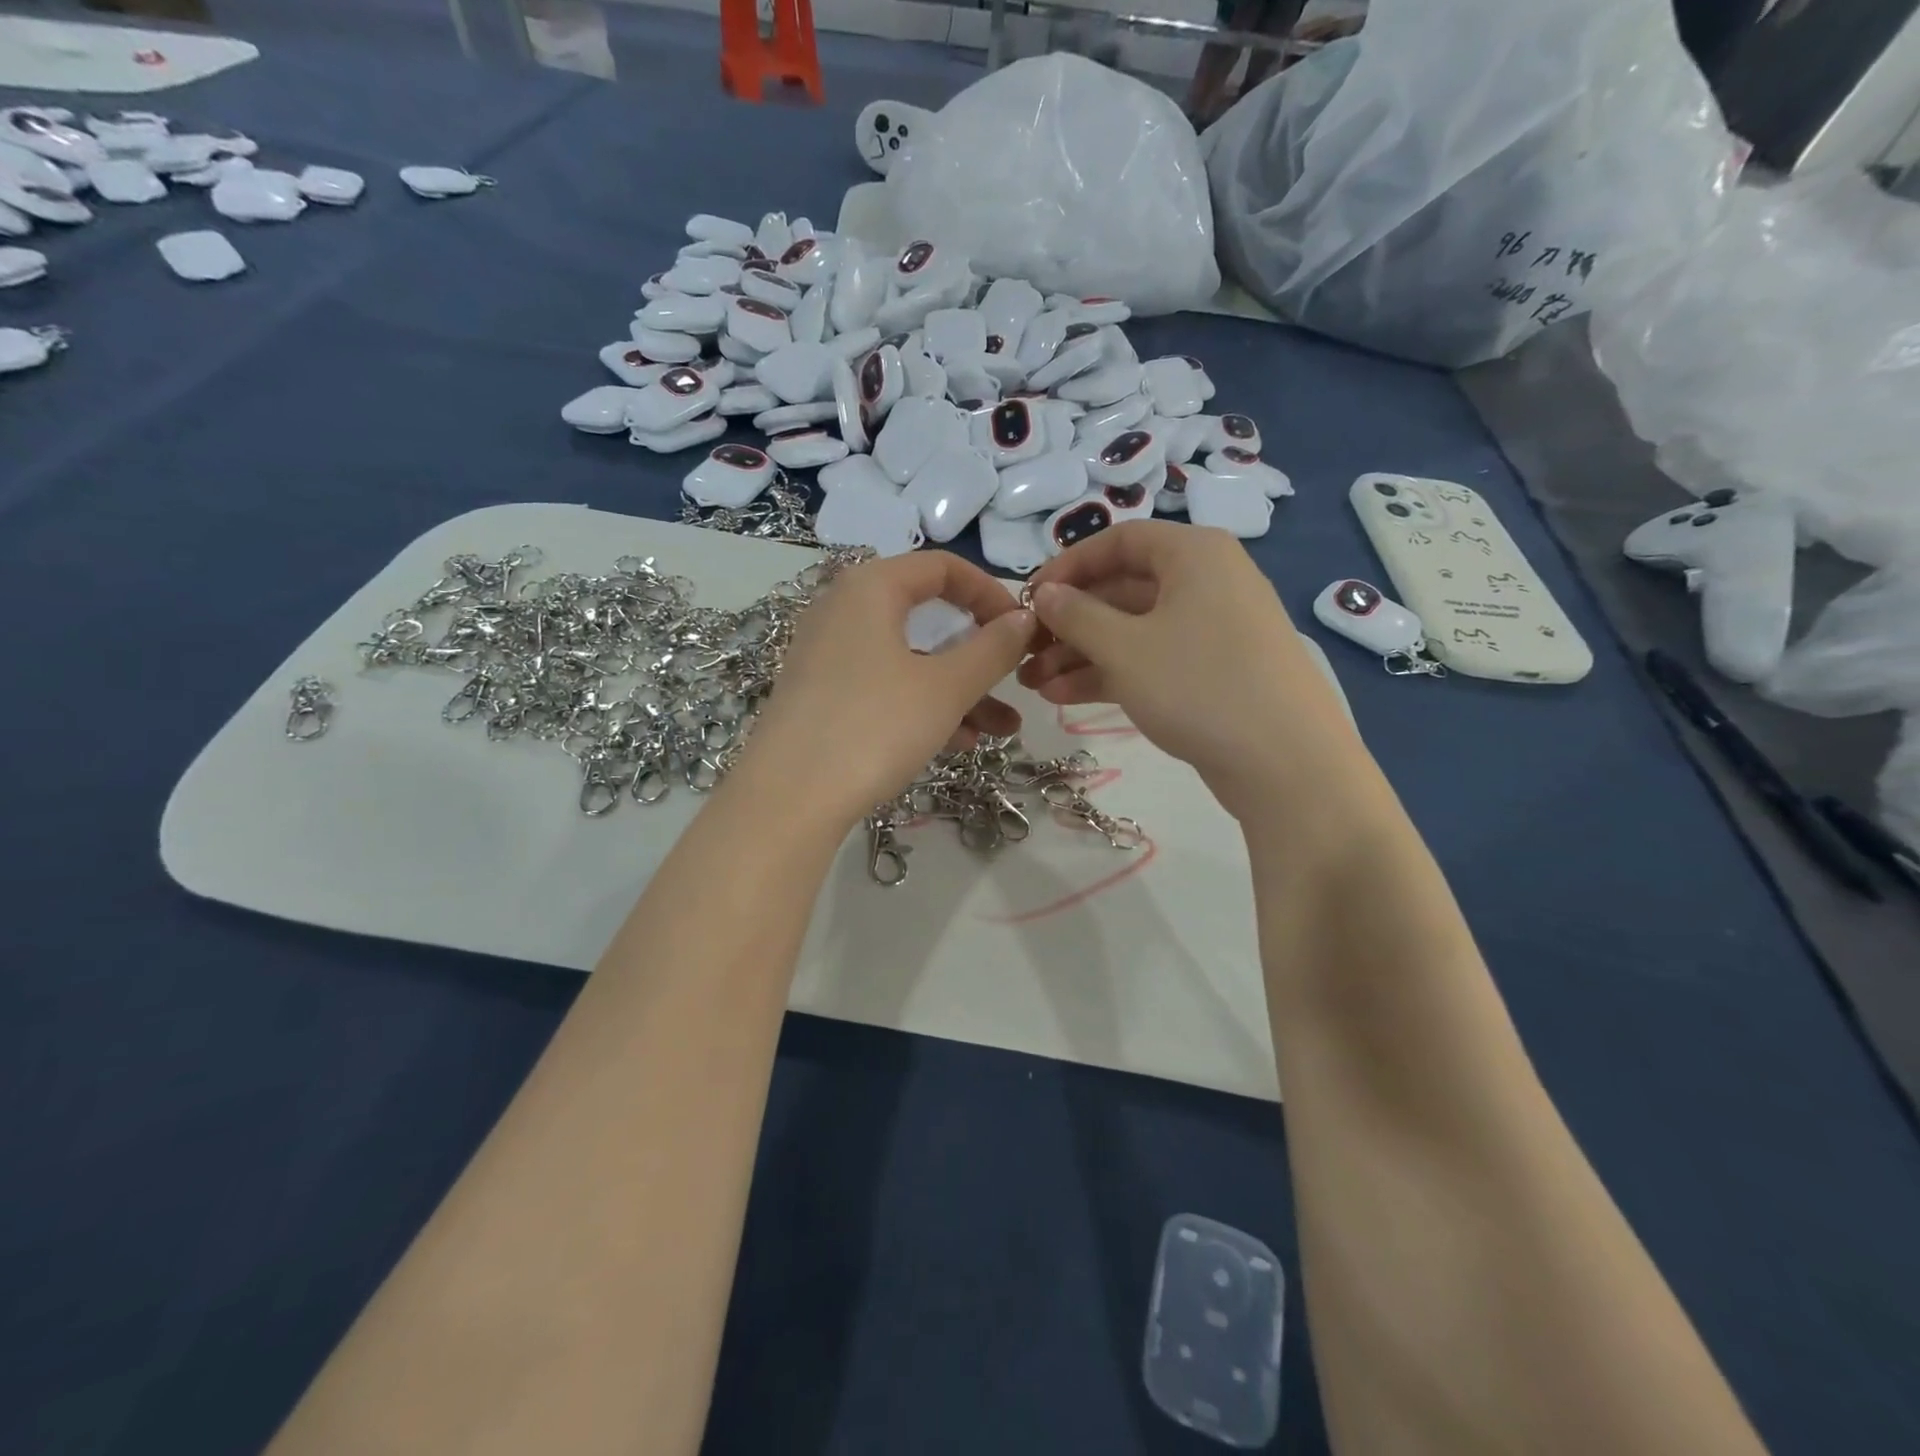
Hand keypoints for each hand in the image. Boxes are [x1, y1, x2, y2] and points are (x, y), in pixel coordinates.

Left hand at [738, 551, 1037, 828]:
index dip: (990, 593)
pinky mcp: (821, 696)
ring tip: (1003, 729)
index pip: (943, 567)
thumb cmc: (874, 727)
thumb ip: (992, 649)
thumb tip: (1024, 618)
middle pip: (928, 617)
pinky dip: (922, 706)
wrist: (787, 799)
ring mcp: (829, 656)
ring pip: (910, 661)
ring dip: (959, 690)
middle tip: (1015, 678)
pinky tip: (959, 744)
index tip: (1022, 628)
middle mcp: (844, 610)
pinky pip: (885, 687)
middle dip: (979, 653)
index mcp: (871, 588)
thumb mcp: (945, 688)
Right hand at [1018, 521, 1361, 818]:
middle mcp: (1206, 581)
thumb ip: (1076, 615)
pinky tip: (1064, 697)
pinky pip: (1153, 658)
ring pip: (1134, 630)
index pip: (1118, 541)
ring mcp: (1213, 629)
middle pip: (1123, 588)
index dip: (1068, 566)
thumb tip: (1046, 594)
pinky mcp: (1214, 671)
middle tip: (1025, 652)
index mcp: (1193, 554)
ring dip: (1081, 654)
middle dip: (1069, 622)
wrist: (1286, 762)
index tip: (1029, 599)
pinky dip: (1111, 673)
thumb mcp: (1124, 647)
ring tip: (1034, 684)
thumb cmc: (1199, 686)